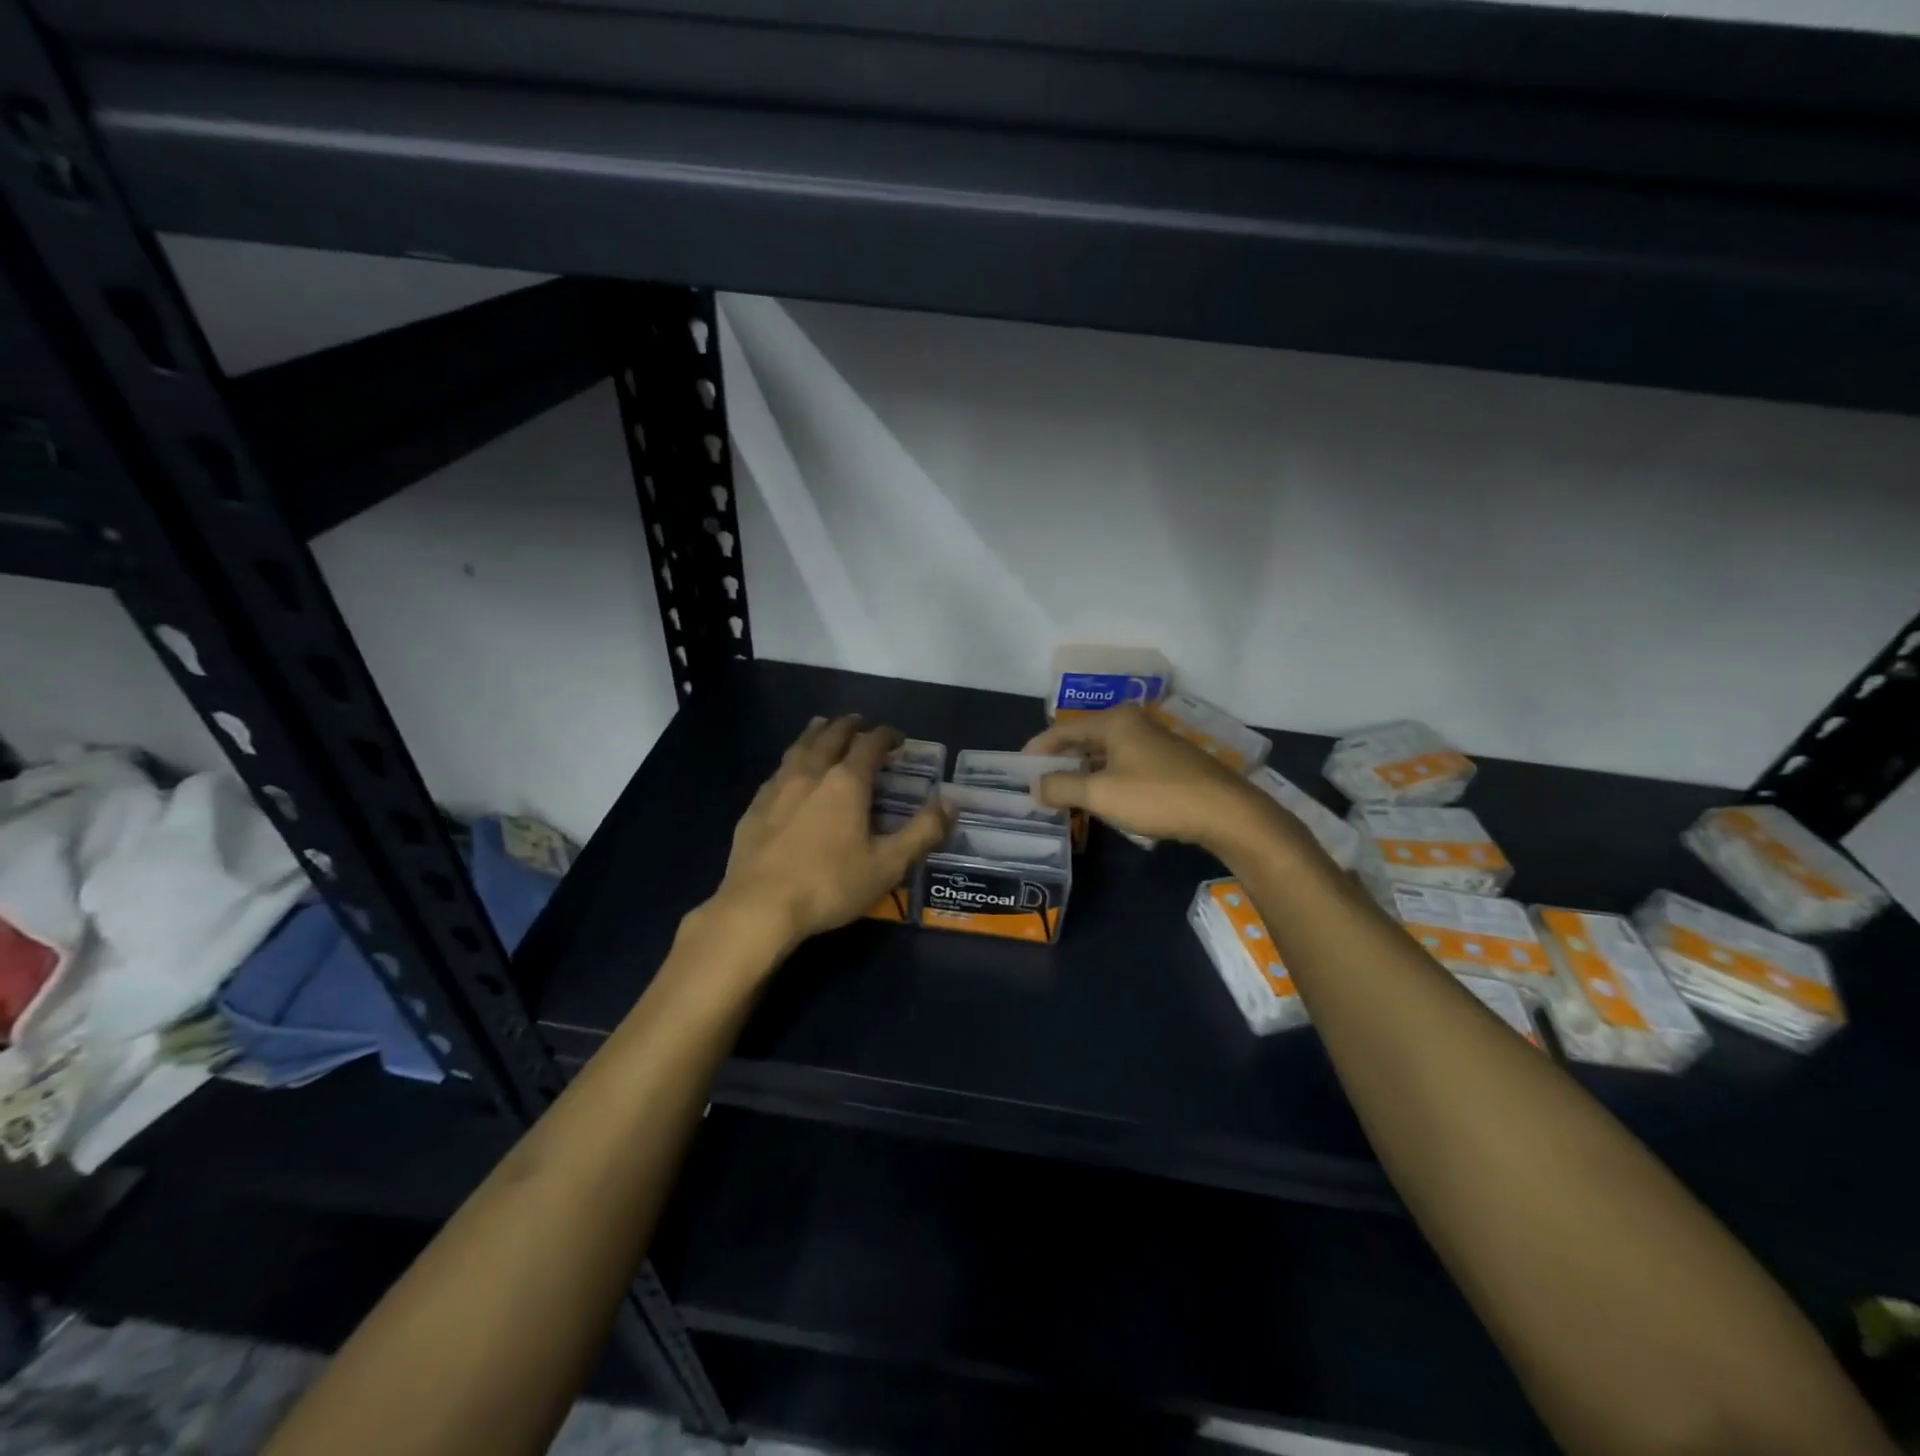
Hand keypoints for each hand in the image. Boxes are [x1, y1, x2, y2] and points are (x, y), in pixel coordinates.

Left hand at [714, 714, 950, 952]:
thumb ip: (923, 831)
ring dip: (816, 733)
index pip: (870, 744)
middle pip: (831, 736)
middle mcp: (812, 774)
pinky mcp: (755, 807)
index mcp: (847, 783)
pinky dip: (792, 759)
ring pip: (800, 747)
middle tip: (860, 722)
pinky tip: (789, 770)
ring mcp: (778, 788)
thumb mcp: (888, 864)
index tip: (898, 737)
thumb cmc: (830, 885)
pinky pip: (777, 770)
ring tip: (823, 725)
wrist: (759, 907)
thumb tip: (952, 801)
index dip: (886, 735)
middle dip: (849, 726)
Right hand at [1025, 704, 1298, 857]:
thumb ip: (1061, 787)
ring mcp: (1154, 741)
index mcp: (1114, 720)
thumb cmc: (1156, 796)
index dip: (1038, 749)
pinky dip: (1105, 778)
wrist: (1224, 812)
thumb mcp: (1100, 794)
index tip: (1018, 769)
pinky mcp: (1169, 761)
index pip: (1063, 730)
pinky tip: (1101, 798)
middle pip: (1084, 739)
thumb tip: (1035, 787)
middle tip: (1038, 784)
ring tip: (1063, 794)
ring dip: (1083, 772)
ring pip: (1105, 753)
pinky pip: (1124, 764)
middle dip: (1060, 761)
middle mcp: (1133, 722)